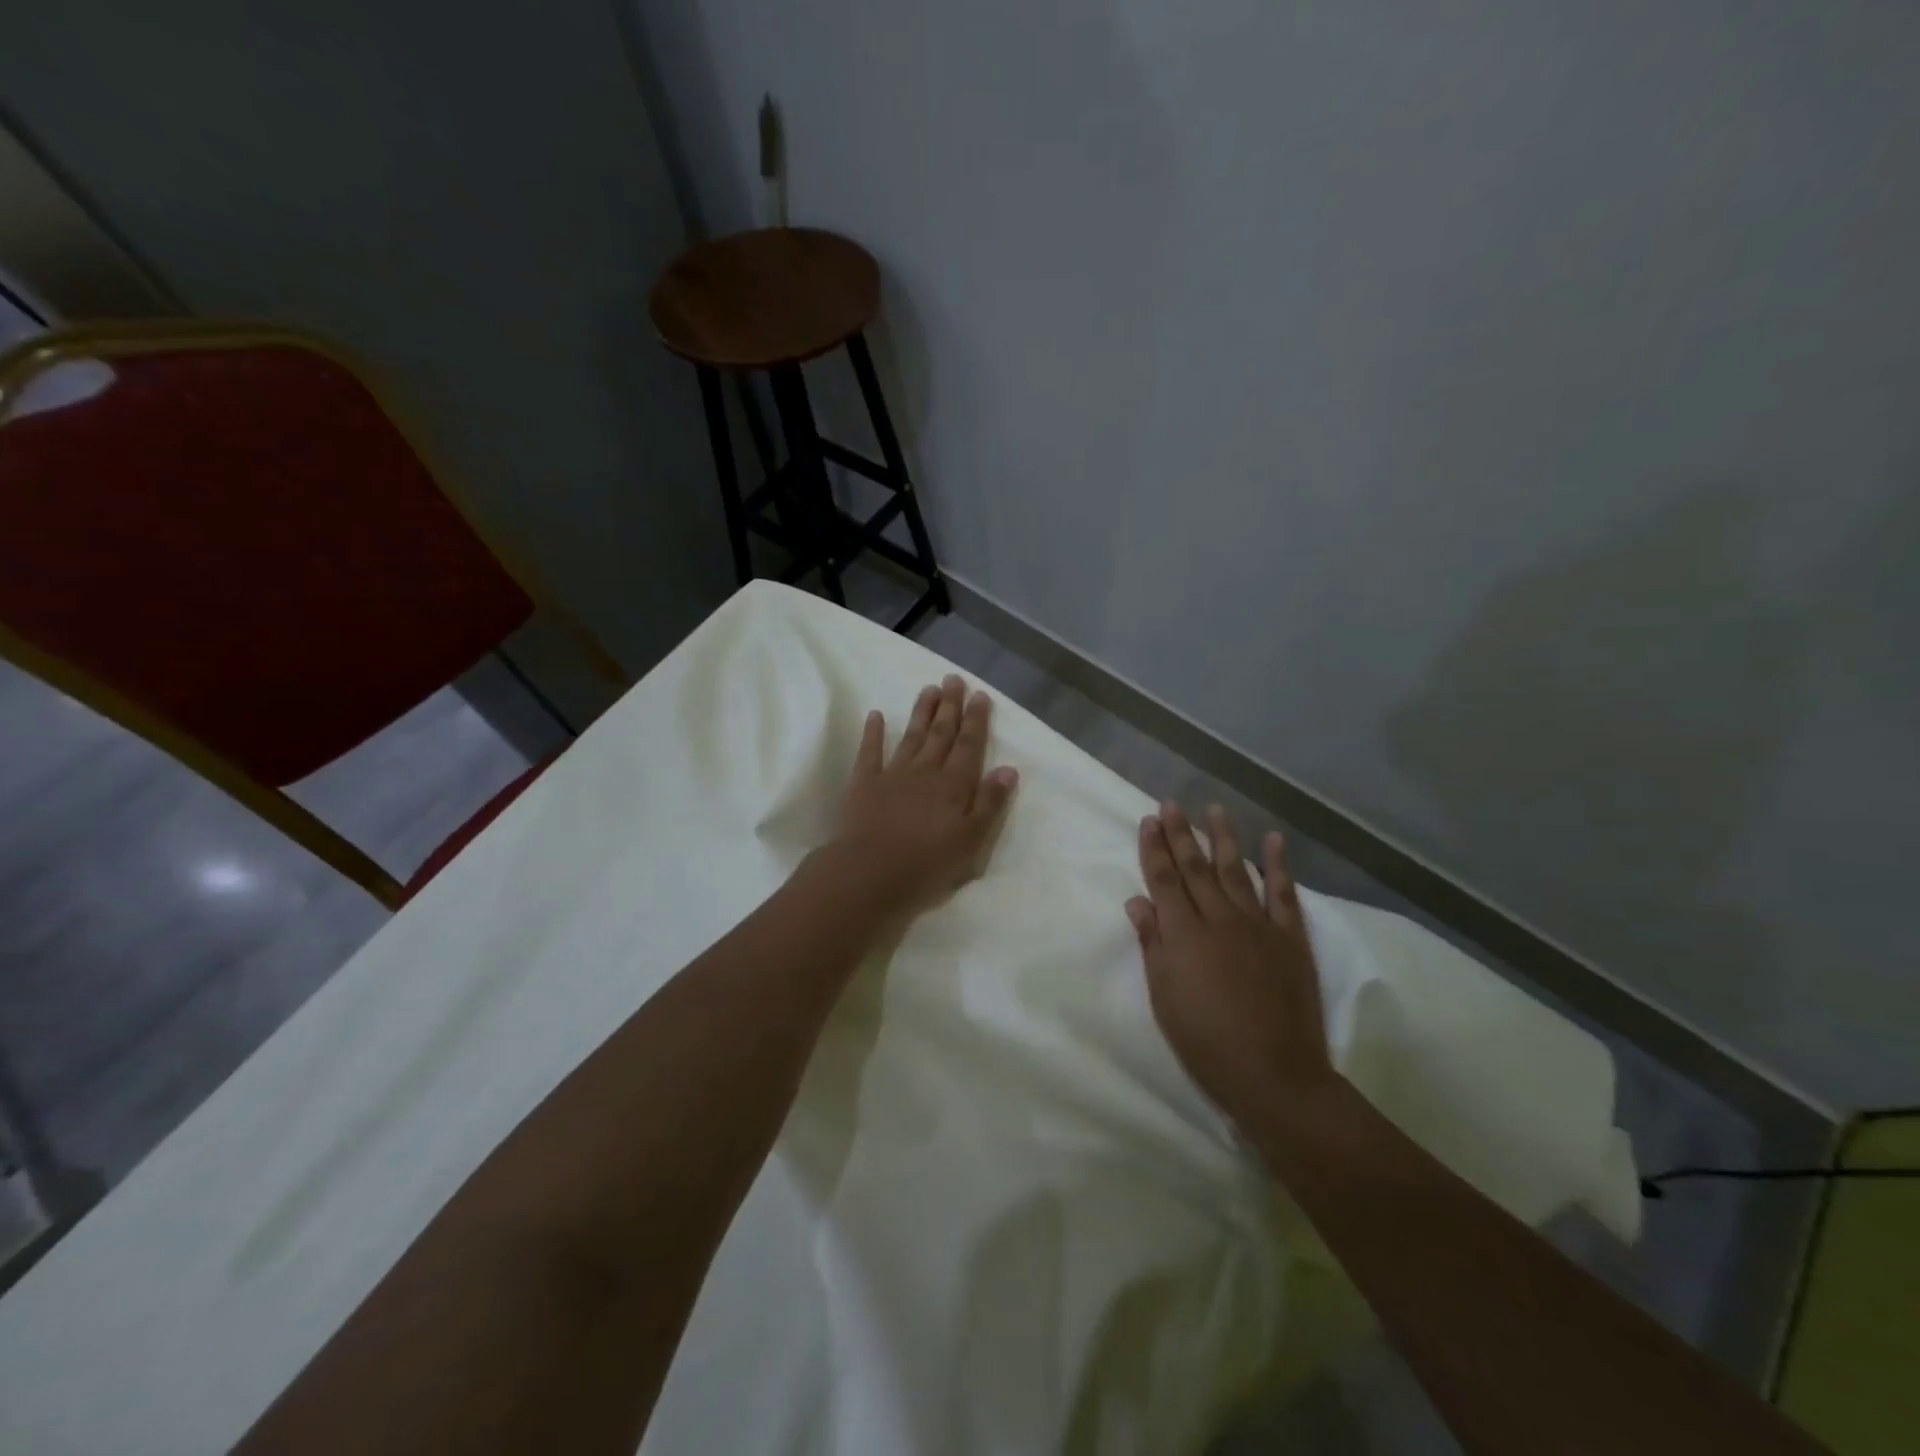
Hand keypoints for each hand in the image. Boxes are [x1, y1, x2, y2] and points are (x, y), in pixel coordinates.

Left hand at [828, 676, 1019, 916]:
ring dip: (921, 712)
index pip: (969, 746)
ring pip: (912, 736)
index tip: (980, 695)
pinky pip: (870, 751)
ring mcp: (892, 774)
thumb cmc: (926, 864)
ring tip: (928, 689)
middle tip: (954, 679)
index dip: (975, 720)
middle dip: (950, 706)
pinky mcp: (864, 783)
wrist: (870, 872)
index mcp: (953, 786)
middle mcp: (925, 772)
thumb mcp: (971, 841)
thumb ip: (990, 803)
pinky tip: (875, 715)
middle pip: (941, 734)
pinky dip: (873, 732)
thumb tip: (1008, 769)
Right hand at [1126, 803, 1333, 1124]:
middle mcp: (1219, 919)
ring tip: (1214, 809)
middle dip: (1180, 834)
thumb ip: (1153, 945)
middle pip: (1195, 868)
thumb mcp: (1164, 997)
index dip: (1154, 849)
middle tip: (1170, 804)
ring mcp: (1258, 925)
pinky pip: (1284, 894)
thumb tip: (1137, 902)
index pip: (1164, 880)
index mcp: (1184, 934)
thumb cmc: (1206, 1042)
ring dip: (1223, 838)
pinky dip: (1278, 865)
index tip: (1148, 820)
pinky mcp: (1290, 939)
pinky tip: (1273, 840)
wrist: (1274, 1075)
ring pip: (1236, 870)